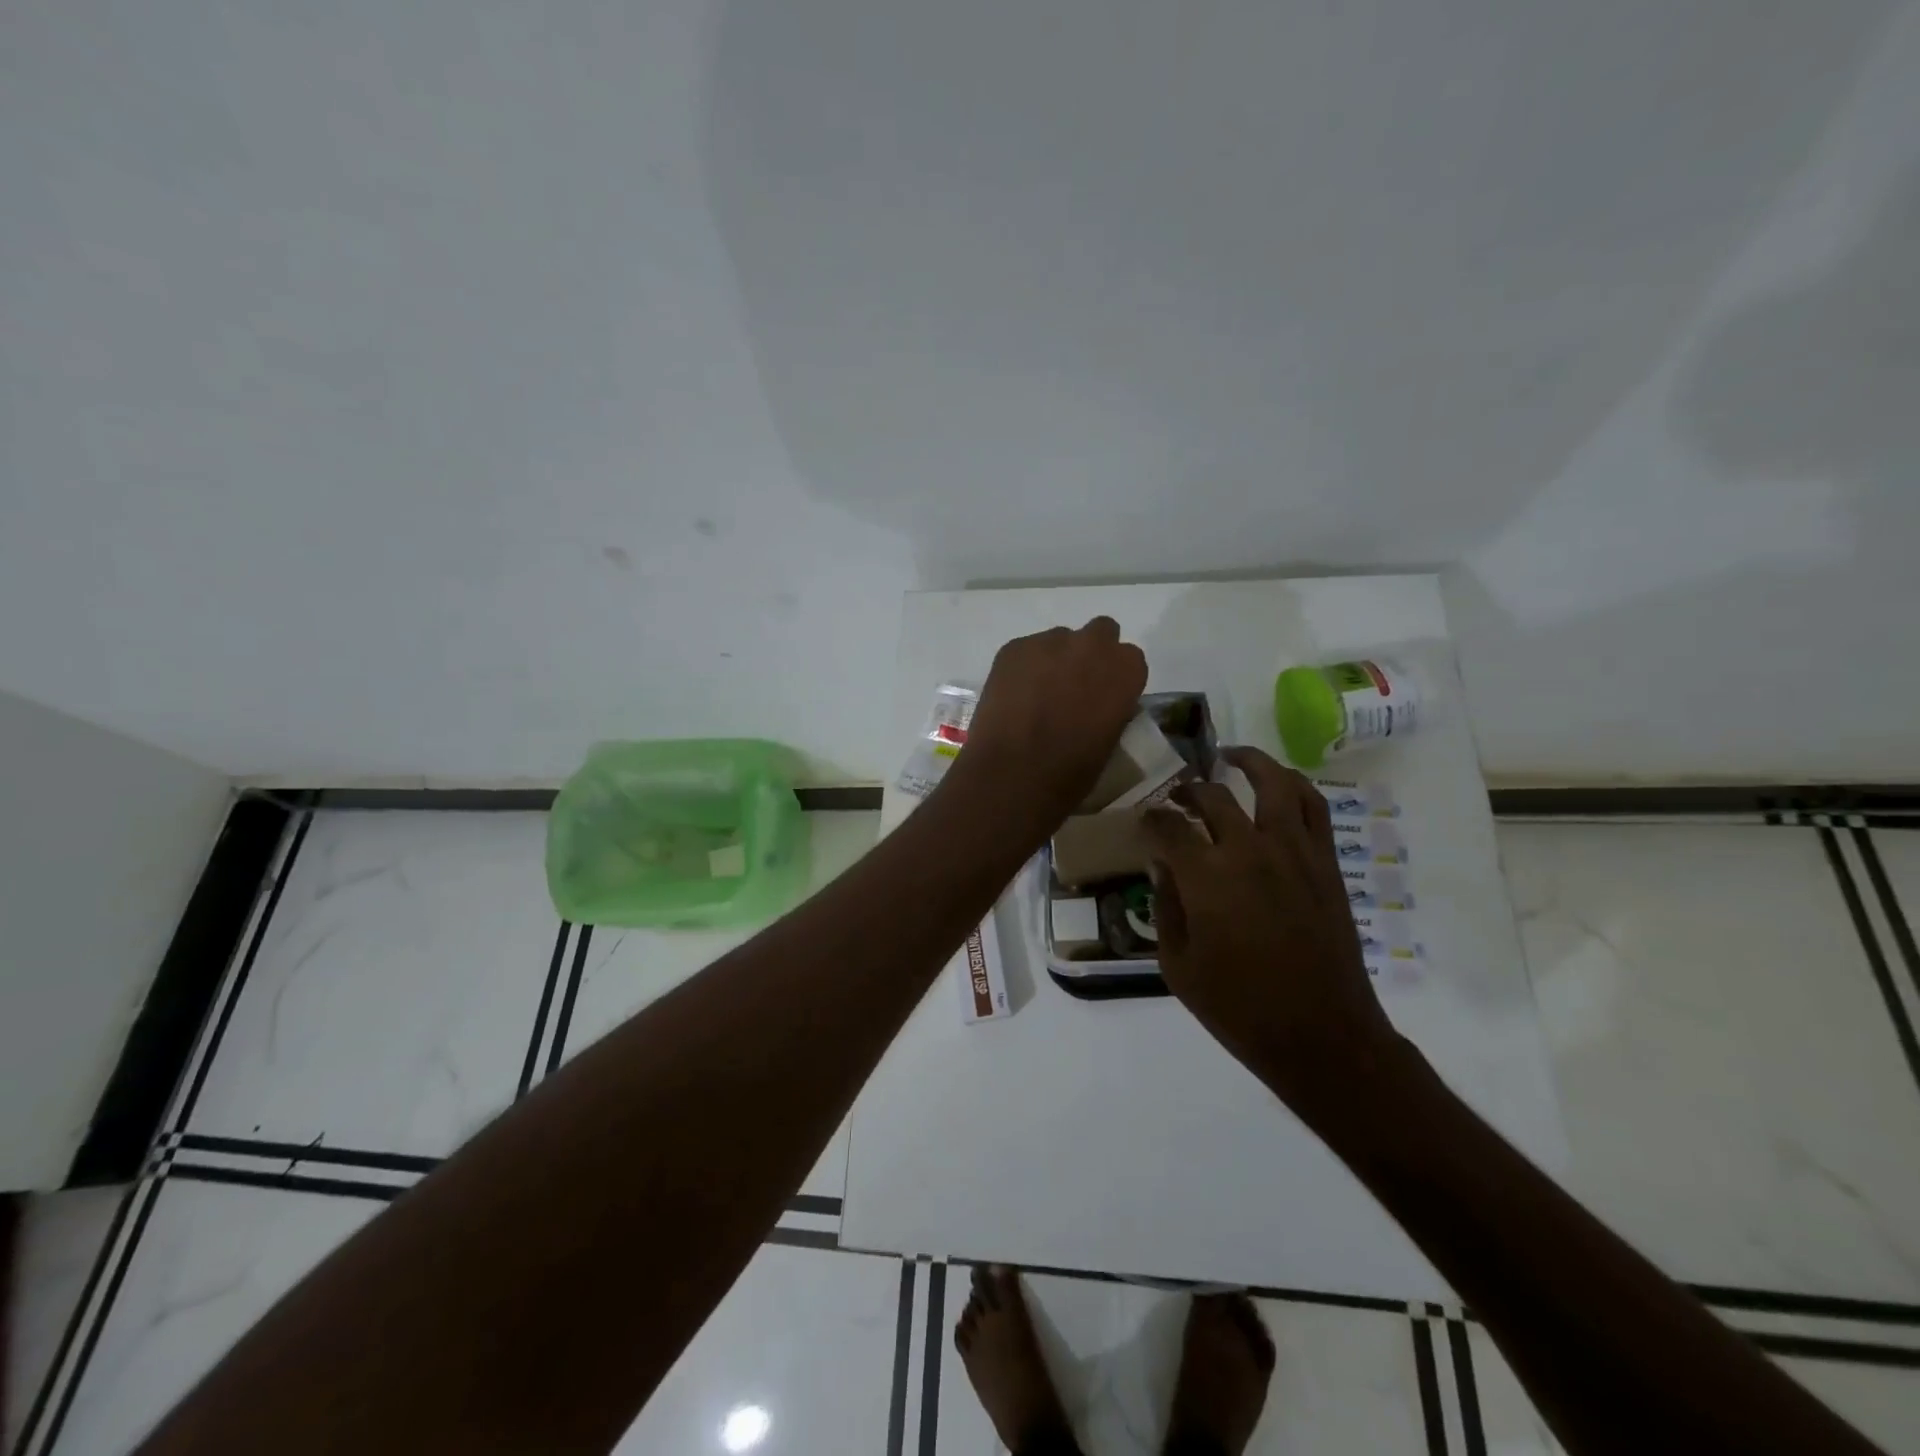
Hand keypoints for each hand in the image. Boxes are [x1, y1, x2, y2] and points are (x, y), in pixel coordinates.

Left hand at [952, 617, 1147, 833]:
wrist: (1011, 775)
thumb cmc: (1070, 773)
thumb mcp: (1110, 742)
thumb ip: (1111, 709)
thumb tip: (1100, 704)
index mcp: (1125, 670)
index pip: (1130, 659)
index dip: (1115, 677)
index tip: (1103, 697)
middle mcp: (1092, 645)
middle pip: (1100, 633)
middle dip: (1090, 654)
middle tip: (1073, 686)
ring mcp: (1049, 642)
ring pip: (1059, 640)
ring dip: (1055, 659)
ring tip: (1037, 695)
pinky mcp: (1013, 648)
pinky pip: (1026, 650)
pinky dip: (1024, 667)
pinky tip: (1014, 696)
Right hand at [1144, 747, 1402, 1117]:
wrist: (1321, 1035)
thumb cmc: (1239, 1008)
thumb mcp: (1177, 966)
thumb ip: (1165, 906)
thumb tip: (1162, 865)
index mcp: (1206, 878)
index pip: (1169, 827)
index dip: (1151, 819)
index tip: (1144, 820)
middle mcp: (1250, 851)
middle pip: (1213, 798)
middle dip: (1186, 791)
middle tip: (1176, 795)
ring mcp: (1294, 852)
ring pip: (1273, 784)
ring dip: (1248, 762)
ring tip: (1230, 756)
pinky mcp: (1324, 863)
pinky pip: (1314, 808)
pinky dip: (1294, 785)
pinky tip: (1278, 784)